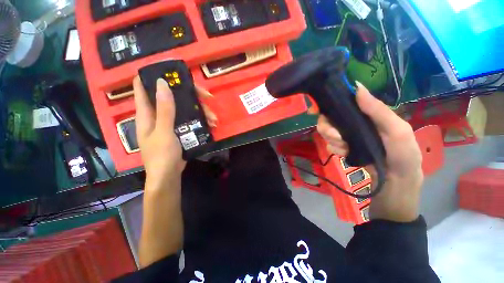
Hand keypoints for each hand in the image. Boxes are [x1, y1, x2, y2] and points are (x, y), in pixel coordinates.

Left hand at [133, 77, 216, 187]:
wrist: (168, 176)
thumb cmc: (162, 155)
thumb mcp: (164, 131)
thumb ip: (164, 109)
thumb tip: (163, 83)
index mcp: (147, 113)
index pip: (144, 87)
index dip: (154, 76)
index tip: (171, 71)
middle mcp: (157, 115)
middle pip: (172, 97)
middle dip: (190, 95)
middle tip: (206, 97)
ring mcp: (169, 123)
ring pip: (184, 109)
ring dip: (200, 111)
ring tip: (213, 119)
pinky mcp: (179, 130)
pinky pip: (189, 120)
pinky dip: (200, 120)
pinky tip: (211, 124)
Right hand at [316, 82, 422, 221]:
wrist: (394, 185)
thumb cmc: (402, 157)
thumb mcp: (398, 131)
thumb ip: (379, 110)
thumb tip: (357, 87)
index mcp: (368, 114)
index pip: (343, 103)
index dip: (329, 104)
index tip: (319, 111)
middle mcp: (355, 123)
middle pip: (329, 118)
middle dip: (328, 128)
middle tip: (337, 137)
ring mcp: (347, 136)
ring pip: (326, 131)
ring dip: (332, 140)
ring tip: (345, 149)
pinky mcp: (342, 148)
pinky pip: (329, 144)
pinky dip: (334, 149)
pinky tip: (345, 154)